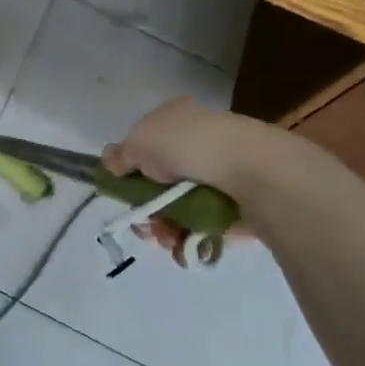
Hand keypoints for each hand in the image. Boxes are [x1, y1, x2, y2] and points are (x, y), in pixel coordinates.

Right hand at [103, 98, 313, 262]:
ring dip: (163, 227)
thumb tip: (112, 163)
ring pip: (177, 208)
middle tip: (144, 222)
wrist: (252, 170)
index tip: (122, 190)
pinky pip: (202, 226)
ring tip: (165, 238)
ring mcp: (219, 176)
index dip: (129, 168)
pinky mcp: (235, 207)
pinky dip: (187, 239)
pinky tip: (182, 245)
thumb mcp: (137, 142)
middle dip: (146, 207)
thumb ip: (120, 155)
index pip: (144, 144)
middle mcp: (198, 144)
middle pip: (158, 182)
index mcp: (176, 119)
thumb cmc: (188, 146)